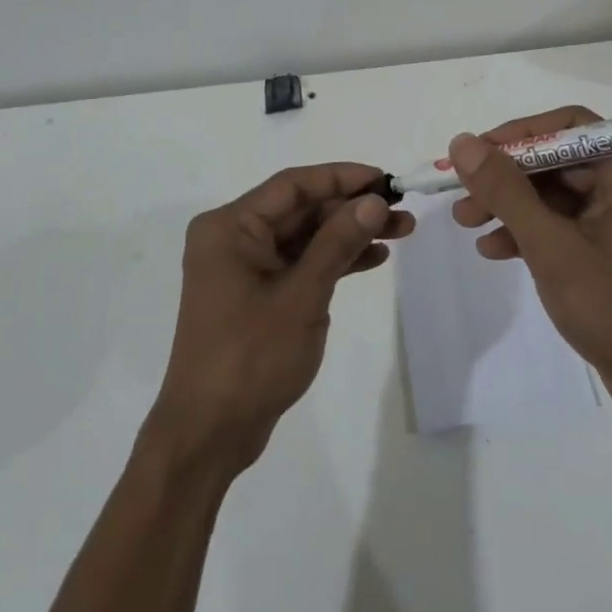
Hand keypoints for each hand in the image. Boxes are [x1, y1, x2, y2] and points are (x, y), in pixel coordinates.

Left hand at [148, 164, 413, 475]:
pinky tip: (373, 258)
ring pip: (305, 236)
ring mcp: (244, 267)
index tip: (386, 179)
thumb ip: (338, 242)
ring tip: (401, 231)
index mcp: (230, 226)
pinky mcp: (257, 293)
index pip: (293, 185)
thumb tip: (374, 200)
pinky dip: (333, 260)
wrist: (209, 433)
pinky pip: (300, 263)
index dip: (342, 177)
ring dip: (349, 233)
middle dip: (352, 208)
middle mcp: (233, 237)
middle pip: (301, 209)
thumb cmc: (250, 357)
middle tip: (402, 211)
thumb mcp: (302, 296)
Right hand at [449, 107, 611, 428]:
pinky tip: (493, 250)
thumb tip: (463, 143)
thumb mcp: (551, 245)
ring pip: (556, 194)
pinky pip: (565, 224)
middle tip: (460, 193)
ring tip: (466, 223)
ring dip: (511, 207)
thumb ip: (505, 191)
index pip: (569, 128)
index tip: (474, 154)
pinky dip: (530, 232)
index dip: (516, 136)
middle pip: (558, 161)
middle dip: (506, 179)